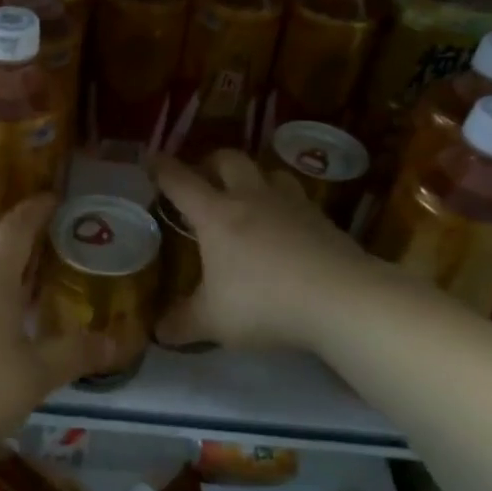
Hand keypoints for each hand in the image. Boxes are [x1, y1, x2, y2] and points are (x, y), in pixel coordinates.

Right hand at [152, 150, 369, 350]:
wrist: (340, 298)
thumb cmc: (264, 303)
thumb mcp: (214, 321)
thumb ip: (183, 323)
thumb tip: (158, 331)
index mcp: (216, 215)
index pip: (180, 182)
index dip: (162, 168)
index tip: (151, 158)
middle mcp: (250, 198)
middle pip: (228, 160)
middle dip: (211, 163)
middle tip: (203, 179)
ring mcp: (290, 204)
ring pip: (269, 171)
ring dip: (254, 178)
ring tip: (248, 197)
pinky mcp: (322, 218)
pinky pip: (297, 198)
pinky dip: (285, 204)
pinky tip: (286, 227)